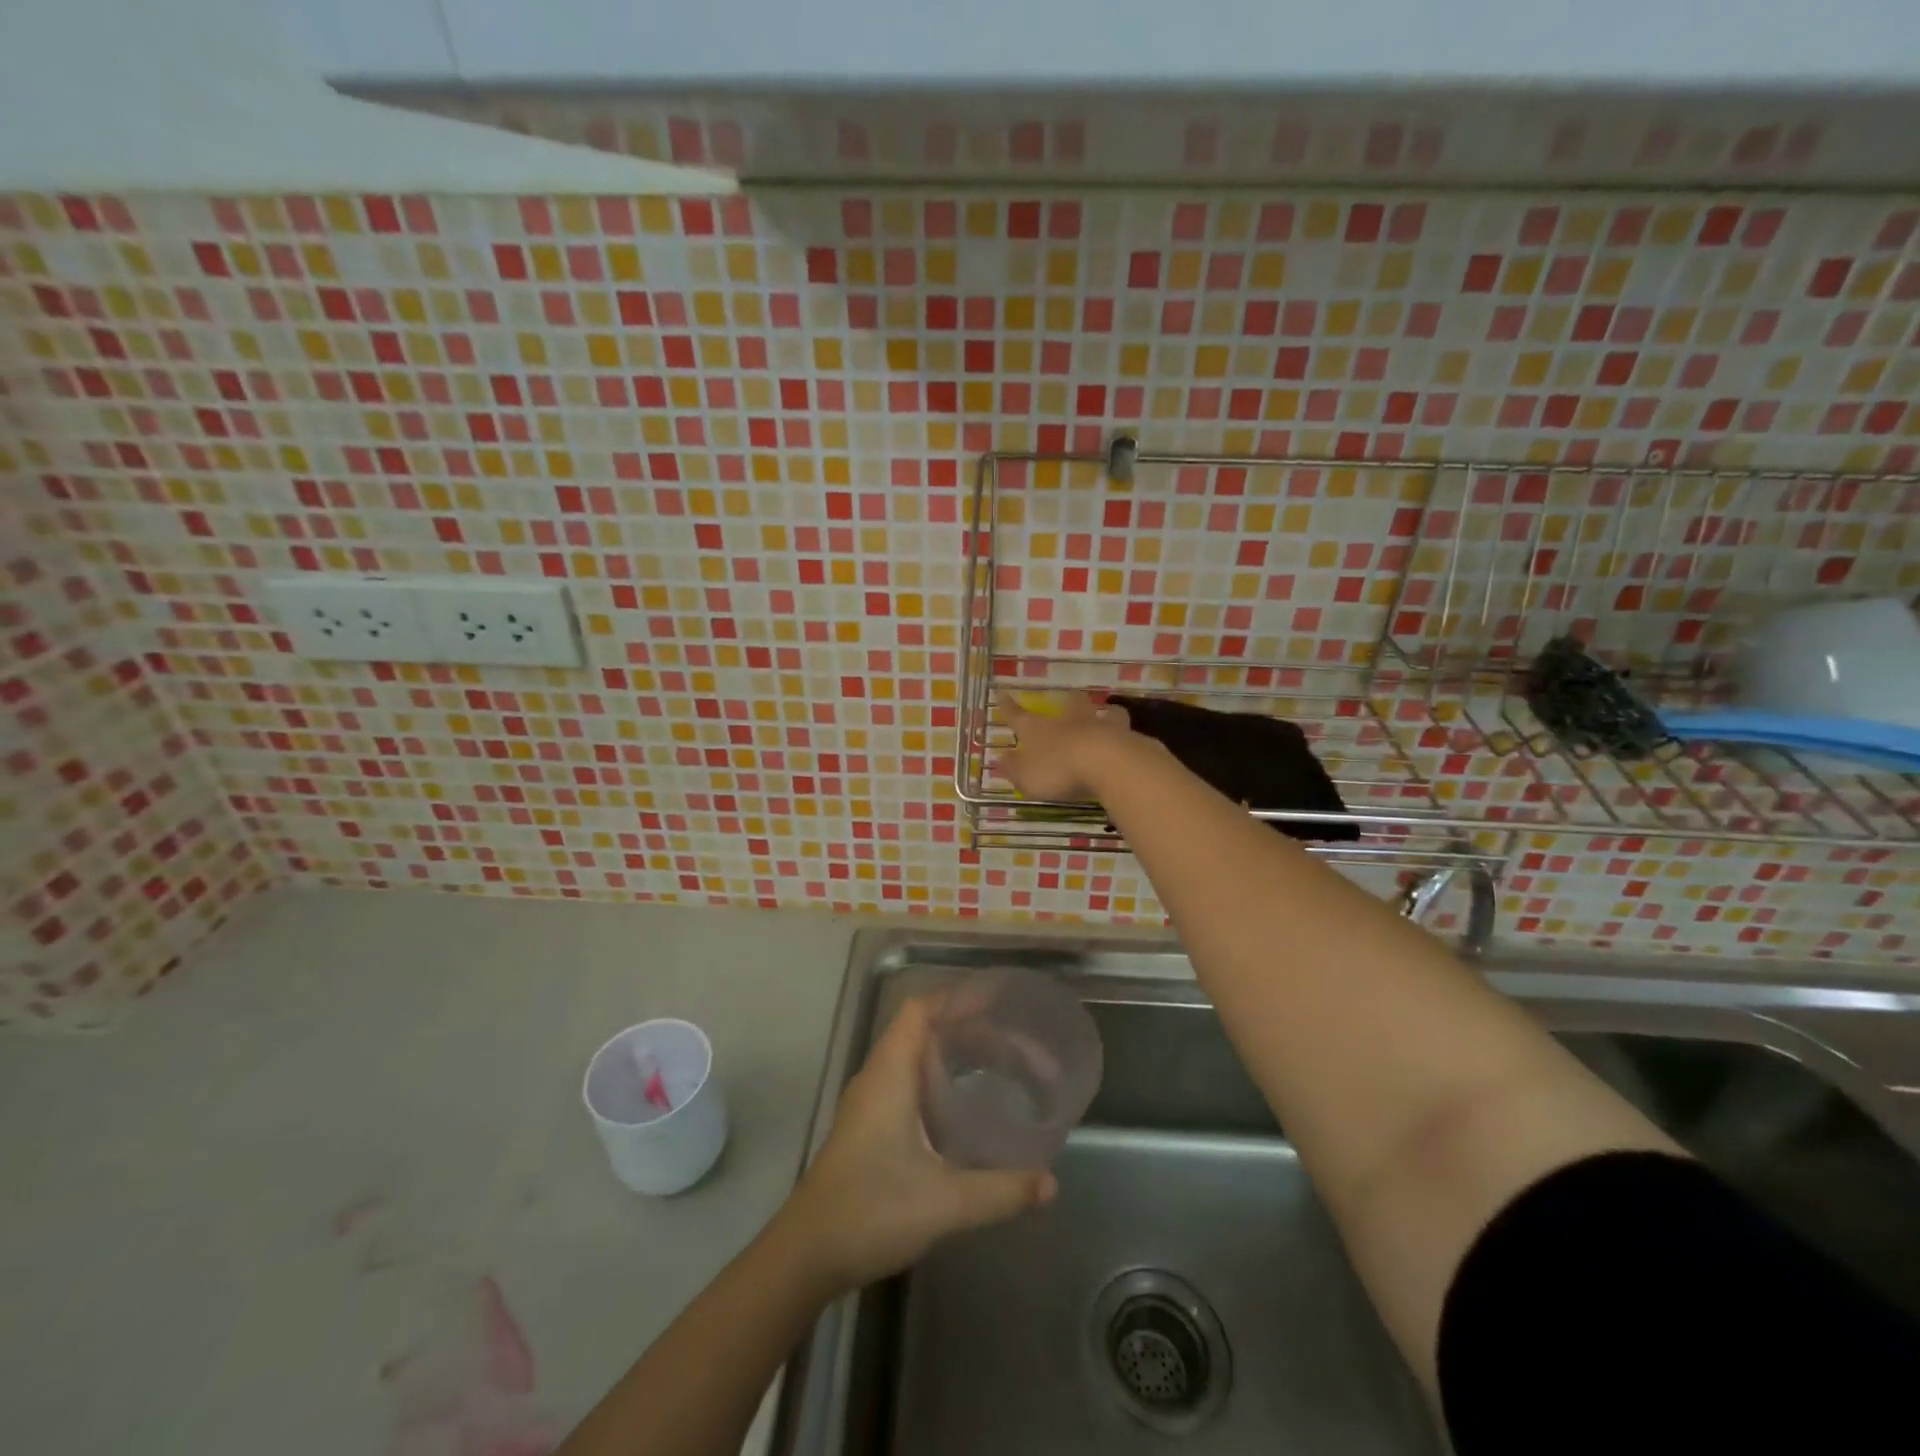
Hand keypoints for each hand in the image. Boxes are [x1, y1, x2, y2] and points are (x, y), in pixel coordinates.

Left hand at [781, 998, 1056, 1291]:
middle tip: (1020, 1049)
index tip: (1000, 1004)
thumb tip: (1051, 1182)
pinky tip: (967, 1107)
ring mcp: (870, 1102)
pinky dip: (942, 1080)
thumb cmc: (870, 1211)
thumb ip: (1000, 1191)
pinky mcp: (869, 1126)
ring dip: (957, 1056)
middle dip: (972, 1033)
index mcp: (890, 1073)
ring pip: (918, 1058)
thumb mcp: (943, 1202)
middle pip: (926, 1031)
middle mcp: (878, 1077)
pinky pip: (911, 1082)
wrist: (805, 1255)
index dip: (958, 999)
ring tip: (1003, 1067)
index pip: (921, 1011)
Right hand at [995, 691, 1142, 802]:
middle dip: (1068, 701)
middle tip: (1069, 697)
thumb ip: (1013, 769)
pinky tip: (1128, 741)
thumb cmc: (1059, 770)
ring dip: (1104, 712)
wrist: (1107, 763)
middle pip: (1069, 704)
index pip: (1019, 716)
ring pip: (1103, 712)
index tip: (1002, 693)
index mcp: (1040, 730)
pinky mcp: (1127, 738)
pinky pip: (1126, 733)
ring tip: (1109, 712)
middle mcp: (1070, 722)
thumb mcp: (1027, 777)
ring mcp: (1101, 727)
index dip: (1008, 707)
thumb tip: (999, 759)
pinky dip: (1125, 735)